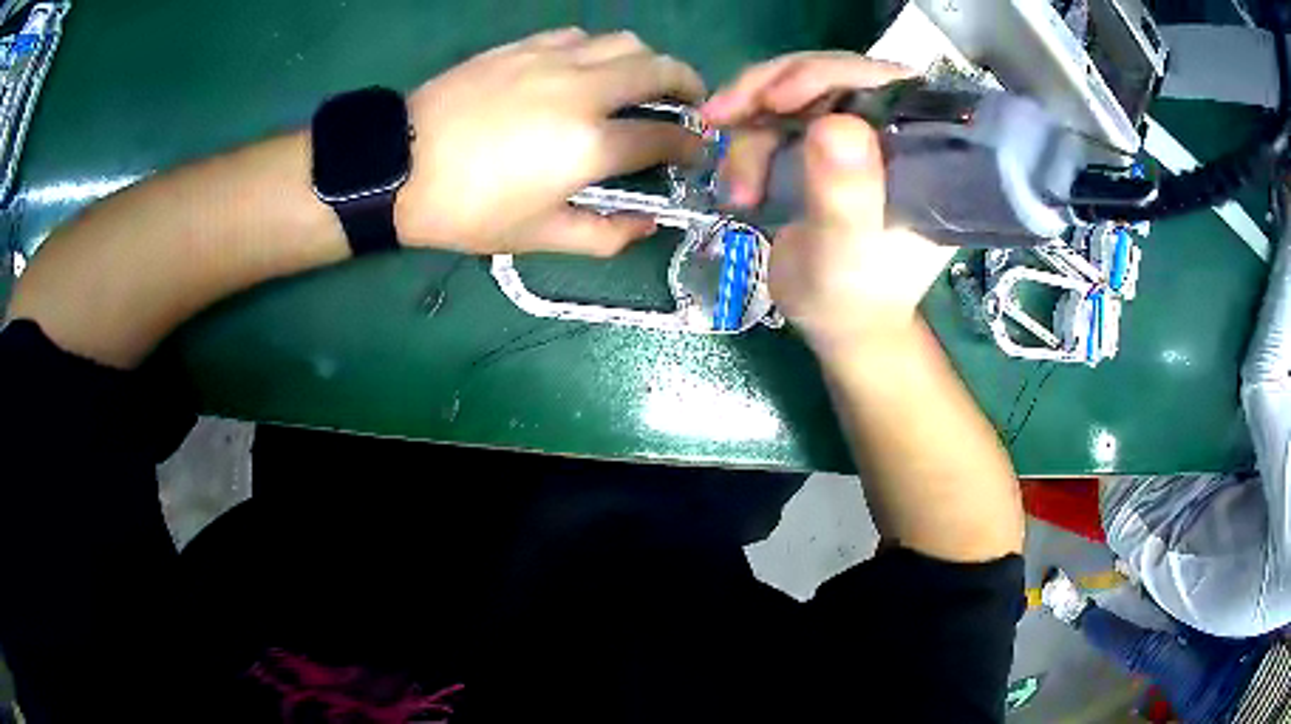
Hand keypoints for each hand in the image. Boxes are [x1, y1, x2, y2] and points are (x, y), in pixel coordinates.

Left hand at [396, 28, 705, 255]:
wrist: (398, 167)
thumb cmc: (467, 210)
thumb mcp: (537, 238)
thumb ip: (604, 236)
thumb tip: (648, 225)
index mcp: (589, 146)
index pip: (664, 137)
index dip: (690, 145)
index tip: (695, 151)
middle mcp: (583, 91)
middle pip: (659, 70)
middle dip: (689, 85)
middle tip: (690, 102)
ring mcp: (552, 60)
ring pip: (624, 41)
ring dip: (647, 60)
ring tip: (643, 80)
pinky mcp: (523, 47)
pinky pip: (579, 36)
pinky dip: (600, 49)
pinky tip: (588, 67)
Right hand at [703, 53, 952, 350]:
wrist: (837, 324)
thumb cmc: (852, 299)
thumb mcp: (846, 255)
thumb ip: (845, 196)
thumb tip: (835, 123)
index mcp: (922, 151)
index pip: (883, 82)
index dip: (829, 73)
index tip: (778, 98)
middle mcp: (892, 131)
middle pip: (830, 75)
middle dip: (771, 90)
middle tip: (722, 117)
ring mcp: (854, 134)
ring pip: (794, 91)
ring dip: (749, 125)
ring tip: (735, 183)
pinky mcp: (822, 143)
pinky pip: (776, 114)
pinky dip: (745, 135)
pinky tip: (734, 176)